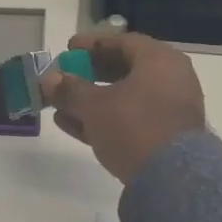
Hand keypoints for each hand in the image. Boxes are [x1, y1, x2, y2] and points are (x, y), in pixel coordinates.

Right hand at [41, 33, 206, 183]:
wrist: (173, 178)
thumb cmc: (134, 127)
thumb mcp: (95, 106)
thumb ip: (70, 90)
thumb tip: (48, 79)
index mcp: (160, 60)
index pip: (122, 42)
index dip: (92, 45)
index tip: (68, 49)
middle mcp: (170, 80)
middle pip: (124, 70)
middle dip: (90, 75)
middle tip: (64, 78)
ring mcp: (169, 110)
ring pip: (125, 98)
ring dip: (92, 100)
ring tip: (61, 106)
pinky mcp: (164, 137)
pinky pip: (131, 119)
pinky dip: (104, 118)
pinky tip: (73, 125)